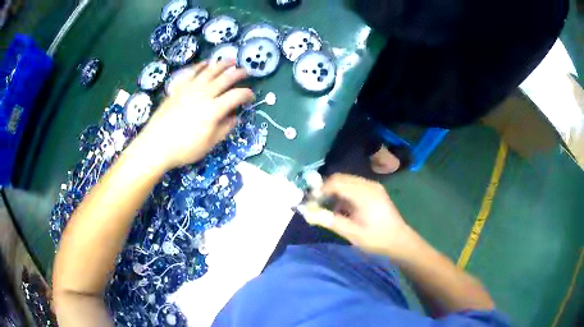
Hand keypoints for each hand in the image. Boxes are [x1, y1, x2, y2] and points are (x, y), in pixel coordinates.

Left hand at [137, 60, 253, 169]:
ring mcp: (190, 89)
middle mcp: (204, 94)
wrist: (156, 145)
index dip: (247, 94)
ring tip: (231, 60)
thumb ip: (224, 129)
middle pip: (225, 78)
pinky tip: (206, 63)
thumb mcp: (209, 144)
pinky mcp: (178, 88)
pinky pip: (192, 72)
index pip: (236, 96)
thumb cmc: (184, 148)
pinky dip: (201, 66)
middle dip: (238, 74)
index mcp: (214, 110)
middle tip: (245, 72)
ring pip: (209, 71)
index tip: (251, 96)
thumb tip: (235, 117)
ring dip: (222, 64)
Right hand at [310, 174, 414, 257]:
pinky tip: (342, 208)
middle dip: (326, 189)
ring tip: (327, 207)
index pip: (336, 182)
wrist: (400, 241)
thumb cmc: (377, 238)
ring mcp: (373, 187)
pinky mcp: (375, 191)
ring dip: (335, 191)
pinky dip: (344, 194)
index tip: (310, 201)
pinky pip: (354, 186)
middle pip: (340, 178)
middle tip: (316, 203)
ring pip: (347, 181)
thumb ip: (331, 221)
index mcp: (364, 193)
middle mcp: (368, 185)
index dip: (320, 189)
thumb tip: (309, 213)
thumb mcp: (352, 233)